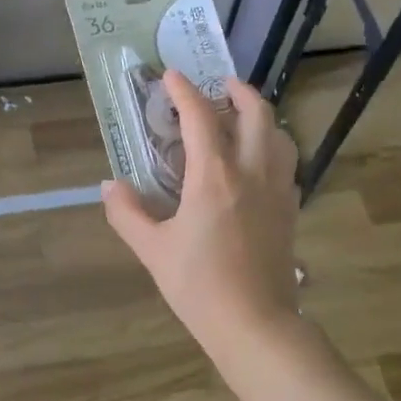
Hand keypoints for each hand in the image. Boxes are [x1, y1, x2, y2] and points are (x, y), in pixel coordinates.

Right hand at [102, 71, 300, 352]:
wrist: (255, 324)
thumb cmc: (199, 285)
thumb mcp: (152, 250)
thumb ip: (127, 213)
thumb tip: (110, 185)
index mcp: (214, 176)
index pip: (201, 117)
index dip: (184, 91)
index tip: (171, 76)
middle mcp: (252, 172)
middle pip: (256, 113)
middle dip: (238, 91)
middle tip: (220, 86)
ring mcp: (277, 190)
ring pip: (280, 135)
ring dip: (261, 116)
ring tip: (242, 118)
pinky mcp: (290, 210)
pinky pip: (287, 164)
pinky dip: (273, 148)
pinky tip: (259, 163)